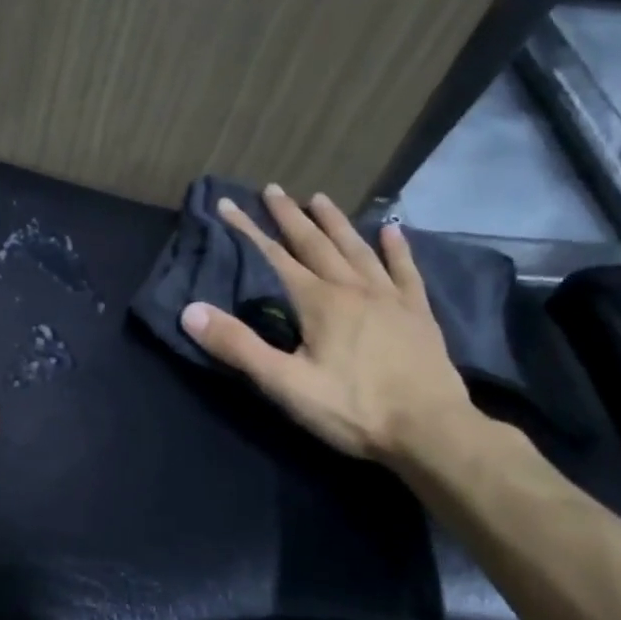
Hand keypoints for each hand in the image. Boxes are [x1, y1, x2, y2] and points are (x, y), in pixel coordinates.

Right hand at [180, 186, 475, 461]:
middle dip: (290, 216)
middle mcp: (353, 288)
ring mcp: (390, 298)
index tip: (228, 204)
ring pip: (358, 249)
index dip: (248, 230)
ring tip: (320, 198)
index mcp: (319, 302)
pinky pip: (405, 271)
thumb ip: (238, 346)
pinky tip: (392, 230)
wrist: (430, 430)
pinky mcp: (418, 314)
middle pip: (316, 244)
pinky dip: (396, 248)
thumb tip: (190, 311)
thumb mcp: (284, 384)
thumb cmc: (352, 408)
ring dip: (336, 223)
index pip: (275, 257)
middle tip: (273, 189)